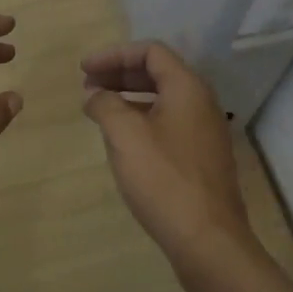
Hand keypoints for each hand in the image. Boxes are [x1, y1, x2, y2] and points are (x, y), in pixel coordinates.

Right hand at [81, 41, 247, 259]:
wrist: (208, 240)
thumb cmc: (164, 179)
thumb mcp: (125, 135)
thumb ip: (105, 105)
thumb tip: (95, 94)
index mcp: (187, 88)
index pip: (151, 51)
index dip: (114, 55)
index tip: (84, 70)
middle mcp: (201, 103)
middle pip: (157, 73)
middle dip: (118, 74)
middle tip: (86, 86)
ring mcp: (204, 132)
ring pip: (162, 100)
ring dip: (128, 98)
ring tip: (98, 110)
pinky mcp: (201, 158)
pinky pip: (168, 123)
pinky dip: (141, 120)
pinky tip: (121, 140)